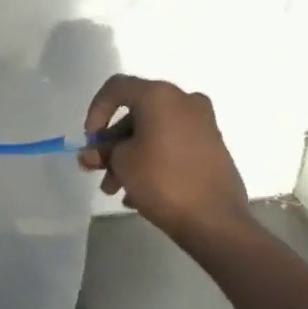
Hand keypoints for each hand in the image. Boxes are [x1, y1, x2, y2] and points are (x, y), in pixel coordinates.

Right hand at [79, 75, 248, 239]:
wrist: (216, 221)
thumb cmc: (162, 180)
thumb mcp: (122, 163)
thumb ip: (104, 151)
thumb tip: (94, 154)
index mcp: (160, 95)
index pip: (116, 88)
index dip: (96, 111)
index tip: (91, 141)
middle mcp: (184, 101)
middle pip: (136, 114)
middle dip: (113, 143)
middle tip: (98, 170)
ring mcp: (202, 124)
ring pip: (154, 132)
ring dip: (130, 156)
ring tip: (116, 190)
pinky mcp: (213, 147)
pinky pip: (172, 145)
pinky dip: (153, 160)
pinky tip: (138, 193)